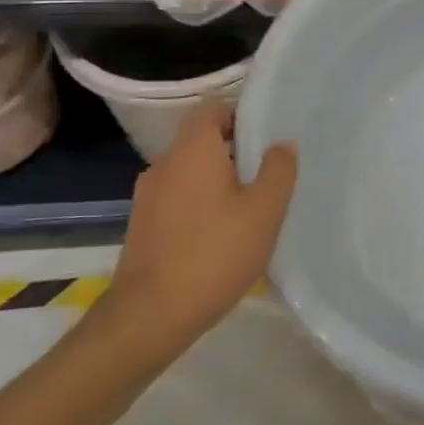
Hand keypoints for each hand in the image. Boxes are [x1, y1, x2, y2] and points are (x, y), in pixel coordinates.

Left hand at [100, 98, 297, 362]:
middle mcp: (164, 163)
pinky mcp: (142, 224)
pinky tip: (221, 232)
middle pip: (201, 140)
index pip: (212, 108)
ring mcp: (147, 195)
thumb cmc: (215, 253)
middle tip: (267, 172)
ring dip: (216, 180)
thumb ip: (278, 170)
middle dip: (233, 150)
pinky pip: (177, 197)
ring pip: (189, 171)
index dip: (240, 114)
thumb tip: (281, 145)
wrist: (151, 316)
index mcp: (192, 150)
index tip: (266, 135)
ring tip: (248, 205)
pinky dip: (199, 203)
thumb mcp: (264, 211)